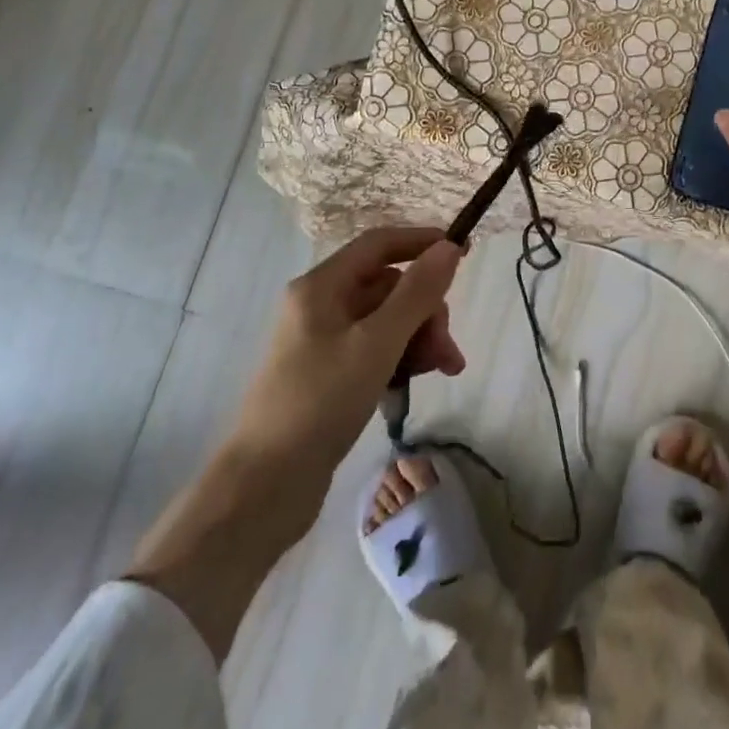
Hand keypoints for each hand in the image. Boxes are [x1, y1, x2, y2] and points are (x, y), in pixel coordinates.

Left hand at [226, 227, 464, 516]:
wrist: (265, 485)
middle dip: (426, 311)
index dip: (421, 242)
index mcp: (322, 286)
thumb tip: (448, 247)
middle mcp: (320, 305)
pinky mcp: (329, 374)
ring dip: (420, 338)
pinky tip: (414, 384)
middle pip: (389, 286)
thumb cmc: (320, 402)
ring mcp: (323, 341)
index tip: (463, 255)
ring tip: (443, 371)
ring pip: (387, 320)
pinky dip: (401, 359)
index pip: (379, 244)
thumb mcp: (377, 343)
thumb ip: (417, 293)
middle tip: (446, 350)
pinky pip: (376, 349)